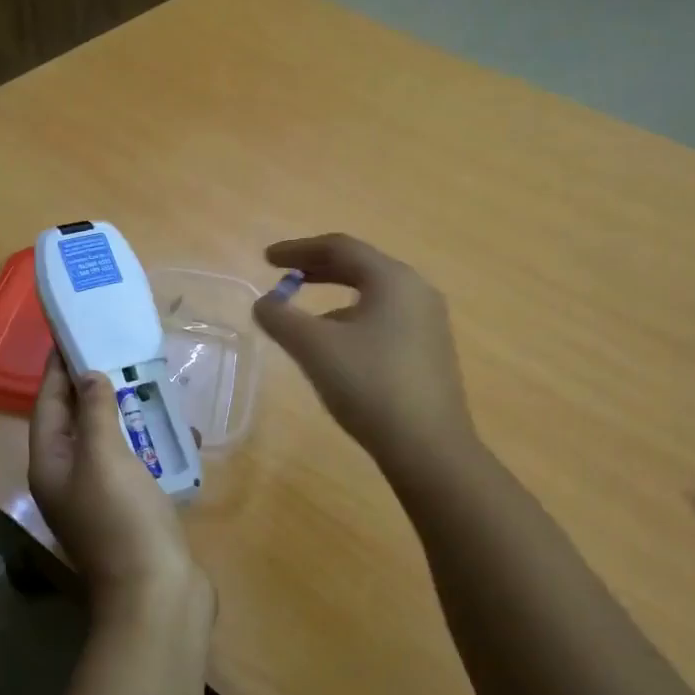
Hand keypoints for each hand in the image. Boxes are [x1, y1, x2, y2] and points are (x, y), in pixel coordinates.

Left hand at [28, 354, 206, 620]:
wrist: (157, 592)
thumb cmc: (123, 518)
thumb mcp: (104, 456)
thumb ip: (95, 412)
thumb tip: (90, 377)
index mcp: (51, 466)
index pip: (47, 405)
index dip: (57, 371)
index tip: (72, 336)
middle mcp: (69, 480)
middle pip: (76, 423)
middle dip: (94, 388)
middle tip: (118, 352)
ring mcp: (101, 498)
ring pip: (109, 443)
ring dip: (127, 414)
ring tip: (149, 382)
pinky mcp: (132, 510)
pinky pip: (137, 465)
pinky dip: (152, 445)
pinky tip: (178, 431)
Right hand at [252, 234, 475, 464]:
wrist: (428, 447)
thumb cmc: (369, 385)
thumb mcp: (315, 348)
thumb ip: (281, 318)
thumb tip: (263, 303)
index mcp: (393, 279)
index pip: (340, 248)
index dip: (298, 249)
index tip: (265, 259)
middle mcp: (417, 291)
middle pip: (360, 267)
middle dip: (317, 270)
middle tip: (284, 278)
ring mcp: (429, 323)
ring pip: (374, 296)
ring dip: (335, 297)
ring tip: (306, 318)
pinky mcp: (431, 352)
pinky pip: (386, 320)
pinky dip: (354, 320)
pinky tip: (339, 349)